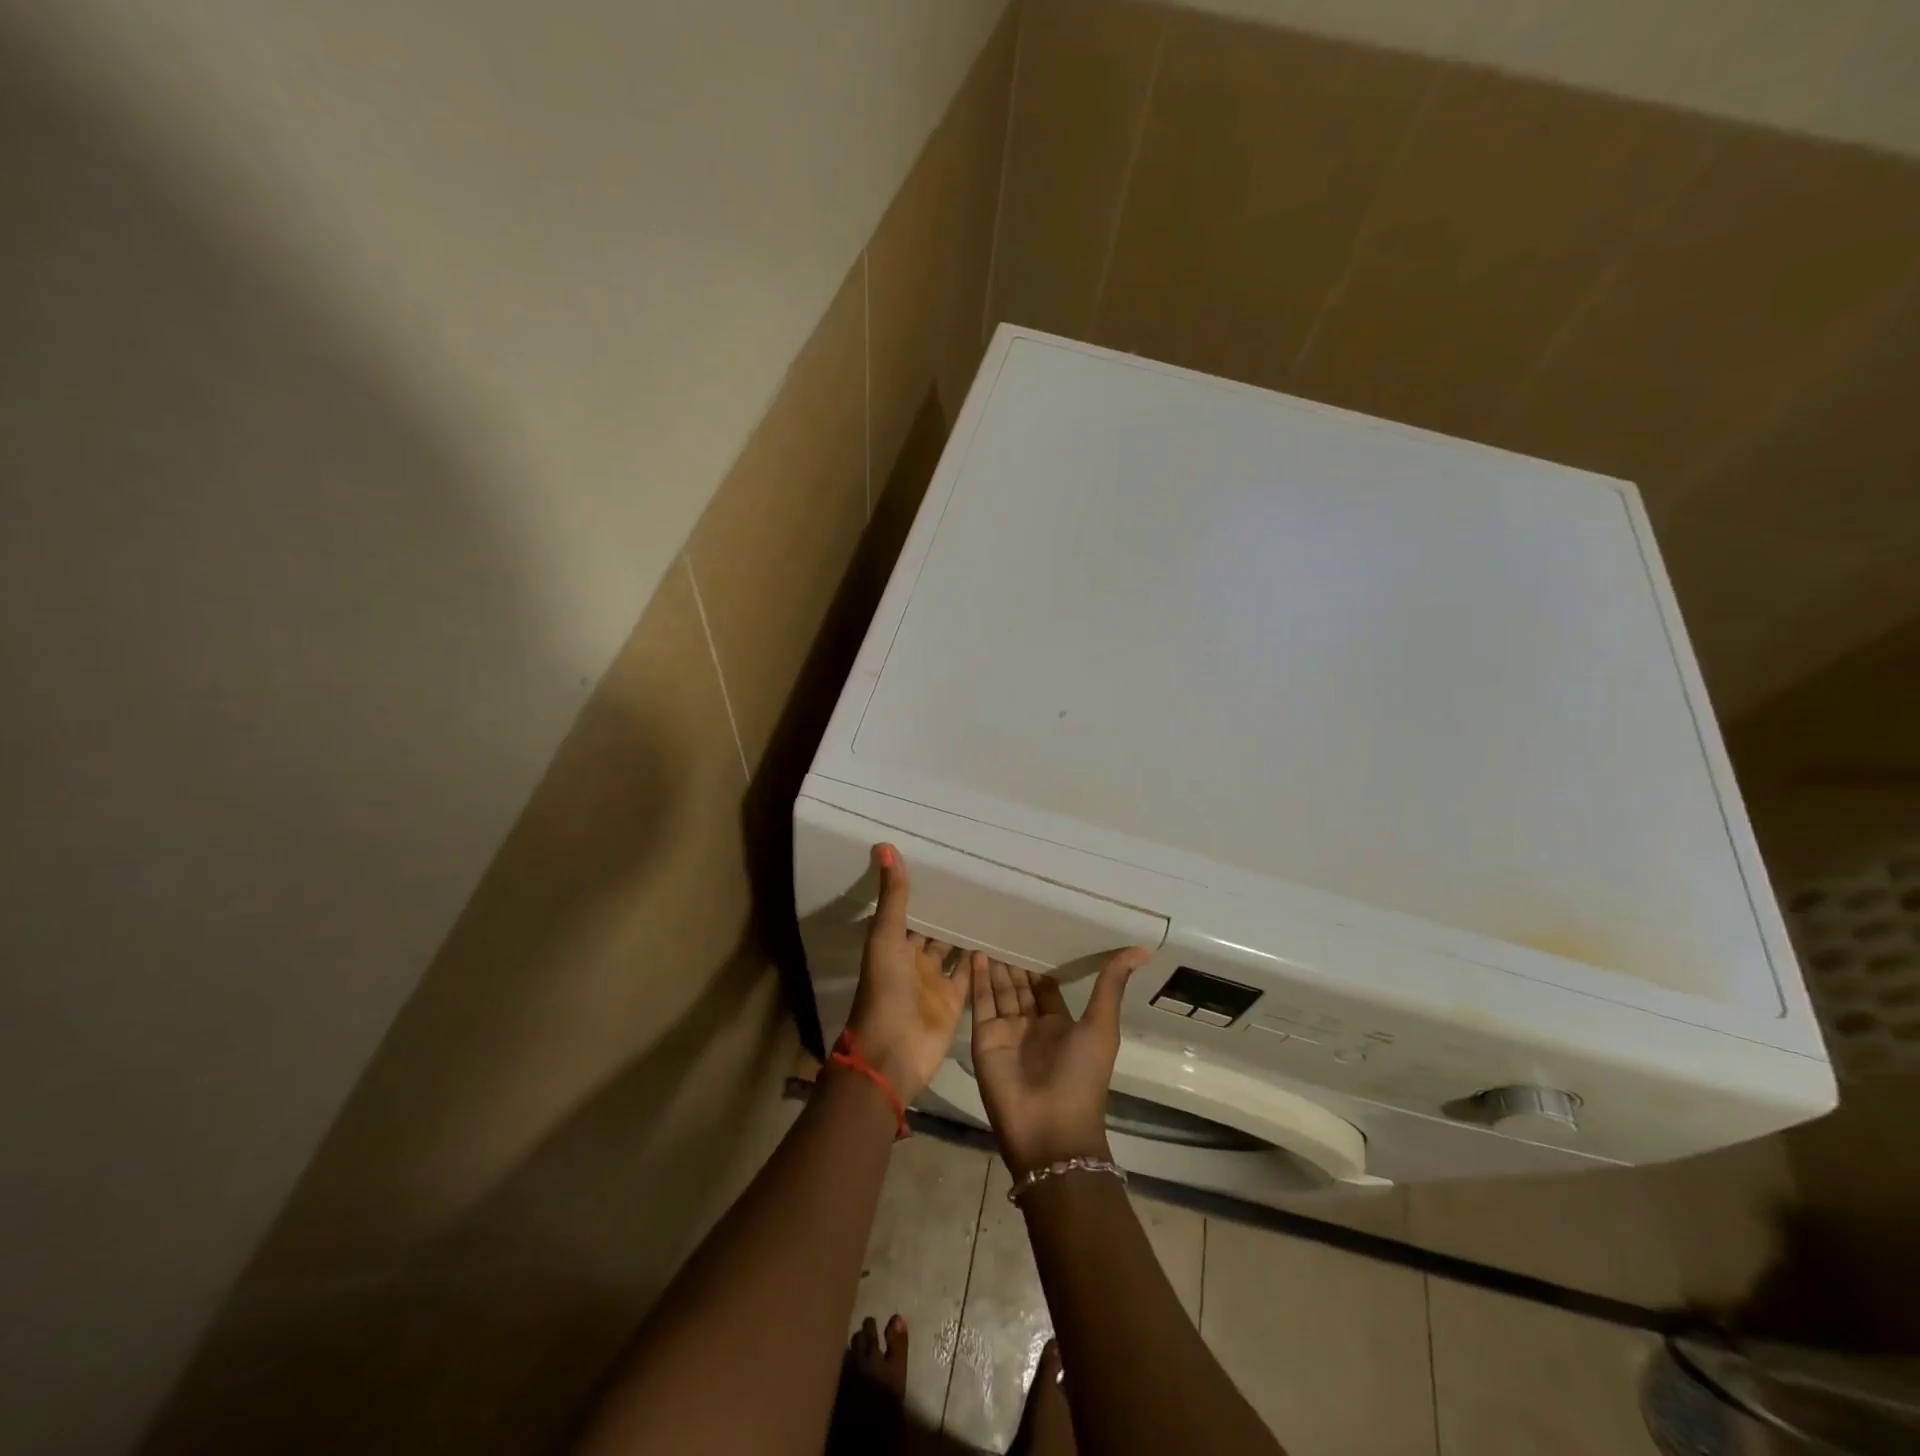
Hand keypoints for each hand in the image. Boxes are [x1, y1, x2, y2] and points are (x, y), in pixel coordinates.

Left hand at [845, 845, 968, 1101]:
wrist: (892, 1056)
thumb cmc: (884, 992)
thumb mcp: (885, 938)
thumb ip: (892, 897)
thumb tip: (884, 844)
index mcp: (894, 943)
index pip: (910, 909)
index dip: (923, 889)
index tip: (945, 860)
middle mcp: (914, 959)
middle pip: (933, 928)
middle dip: (949, 907)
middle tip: (977, 876)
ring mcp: (935, 981)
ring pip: (953, 949)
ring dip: (967, 930)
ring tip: (993, 900)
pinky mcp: (954, 1000)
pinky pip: (970, 974)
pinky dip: (982, 958)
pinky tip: (1001, 936)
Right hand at [968, 946, 1151, 1174]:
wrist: (1049, 1129)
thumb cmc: (1082, 1077)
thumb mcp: (1102, 1027)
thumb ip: (1111, 986)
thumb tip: (1141, 948)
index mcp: (1060, 1025)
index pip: (1046, 987)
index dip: (1040, 964)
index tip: (1034, 933)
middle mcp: (1031, 1026)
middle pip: (1020, 986)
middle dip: (1014, 961)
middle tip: (1005, 924)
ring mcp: (1006, 1032)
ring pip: (999, 990)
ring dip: (995, 964)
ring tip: (988, 929)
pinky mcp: (984, 1038)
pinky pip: (980, 1002)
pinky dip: (978, 978)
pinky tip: (976, 952)